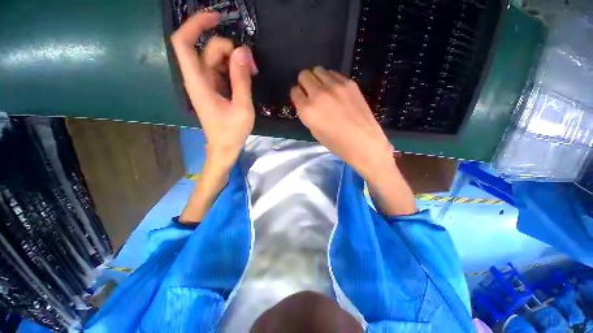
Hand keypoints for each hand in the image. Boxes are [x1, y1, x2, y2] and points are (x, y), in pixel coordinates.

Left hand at [171, 12, 257, 165]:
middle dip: (231, 50)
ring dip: (235, 61)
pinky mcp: (215, 89)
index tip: (217, 17)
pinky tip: (247, 77)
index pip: (184, 43)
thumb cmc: (231, 133)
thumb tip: (242, 52)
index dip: (195, 24)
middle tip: (252, 65)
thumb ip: (241, 80)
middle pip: (208, 49)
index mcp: (198, 83)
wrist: (225, 148)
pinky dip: (235, 70)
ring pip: (217, 59)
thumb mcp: (242, 108)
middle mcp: (199, 79)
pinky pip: (223, 70)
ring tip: (253, 72)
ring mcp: (207, 84)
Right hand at [290, 67, 393, 178]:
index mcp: (308, 110)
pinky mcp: (349, 83)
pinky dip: (330, 79)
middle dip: (304, 83)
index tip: (301, 98)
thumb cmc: (336, 143)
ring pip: (318, 70)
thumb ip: (307, 114)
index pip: (294, 91)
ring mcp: (335, 86)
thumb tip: (305, 102)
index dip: (296, 95)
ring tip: (322, 89)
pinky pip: (333, 73)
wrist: (363, 141)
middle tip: (310, 91)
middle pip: (304, 75)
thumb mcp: (314, 131)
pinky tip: (335, 90)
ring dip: (316, 78)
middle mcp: (319, 94)